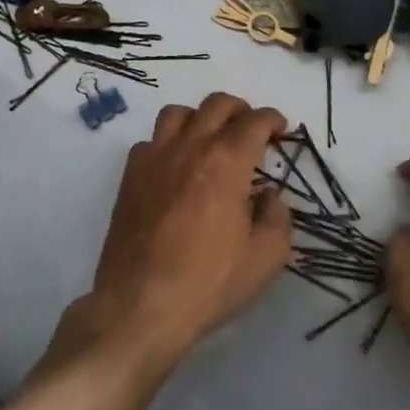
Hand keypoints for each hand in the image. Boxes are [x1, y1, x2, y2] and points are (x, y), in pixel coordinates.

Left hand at [58, 93, 291, 371]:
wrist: (141, 304)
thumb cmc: (210, 281)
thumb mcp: (267, 257)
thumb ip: (277, 217)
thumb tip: (267, 196)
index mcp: (227, 161)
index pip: (255, 121)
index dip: (272, 120)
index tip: (280, 130)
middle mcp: (190, 147)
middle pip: (216, 105)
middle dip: (240, 110)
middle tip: (250, 129)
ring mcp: (154, 158)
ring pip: (178, 113)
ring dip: (200, 118)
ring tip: (209, 139)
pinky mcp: (129, 177)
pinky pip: (150, 141)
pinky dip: (167, 144)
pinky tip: (175, 168)